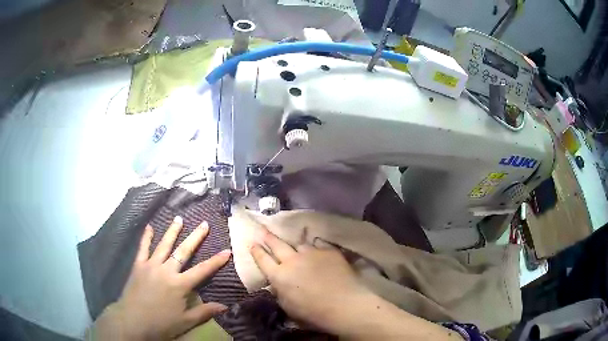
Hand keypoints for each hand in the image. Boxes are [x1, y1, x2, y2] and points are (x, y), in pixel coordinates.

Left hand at [90, 217, 230, 340]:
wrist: (133, 321)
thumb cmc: (161, 323)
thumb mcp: (186, 321)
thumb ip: (204, 312)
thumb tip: (225, 306)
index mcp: (180, 285)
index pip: (202, 271)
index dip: (216, 261)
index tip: (227, 251)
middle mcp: (166, 271)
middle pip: (183, 251)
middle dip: (195, 237)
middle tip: (204, 224)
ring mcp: (151, 266)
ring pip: (163, 245)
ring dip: (172, 231)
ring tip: (179, 218)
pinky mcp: (138, 266)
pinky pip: (143, 249)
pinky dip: (146, 237)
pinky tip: (149, 227)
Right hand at [250, 230, 463, 340]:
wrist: (344, 305)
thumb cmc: (313, 313)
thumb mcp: (289, 307)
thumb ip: (280, 291)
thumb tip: (278, 283)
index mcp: (279, 276)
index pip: (263, 260)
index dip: (256, 251)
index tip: (252, 243)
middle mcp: (292, 260)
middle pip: (276, 244)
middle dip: (267, 237)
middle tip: (262, 229)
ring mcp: (311, 253)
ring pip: (298, 243)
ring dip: (294, 243)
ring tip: (294, 242)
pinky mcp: (328, 251)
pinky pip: (318, 246)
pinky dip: (315, 248)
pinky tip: (317, 250)